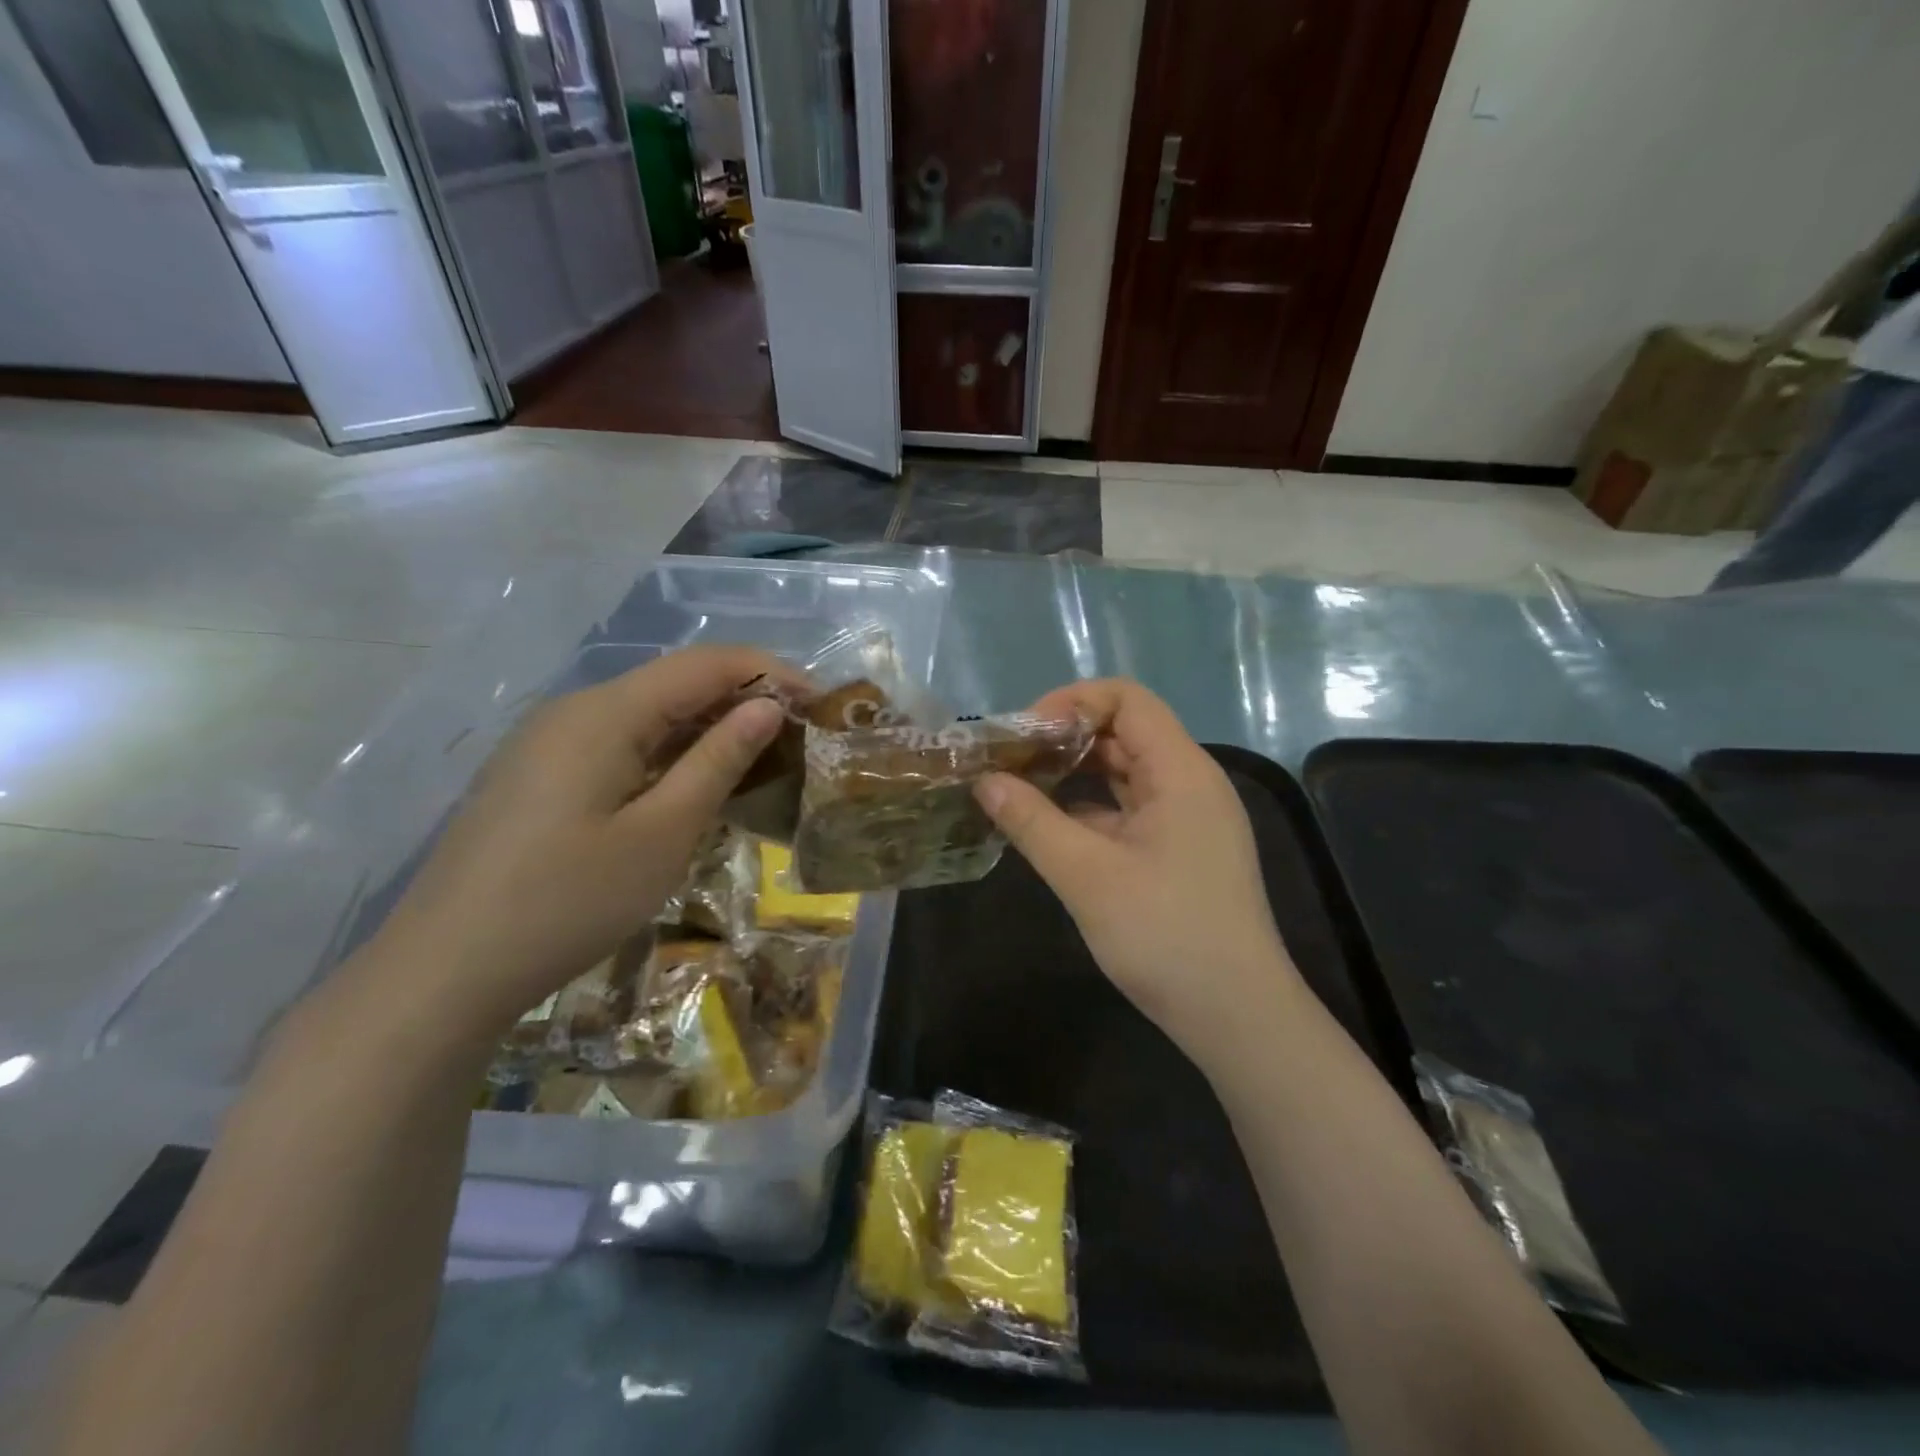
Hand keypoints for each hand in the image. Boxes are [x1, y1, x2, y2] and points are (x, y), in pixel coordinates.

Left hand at [371, 646, 796, 1038]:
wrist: (444, 971)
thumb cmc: (567, 902)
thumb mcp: (662, 833)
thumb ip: (718, 761)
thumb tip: (767, 707)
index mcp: (605, 712)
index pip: (705, 664)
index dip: (769, 672)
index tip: (820, 703)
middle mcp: (575, 710)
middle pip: (675, 682)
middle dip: (743, 699)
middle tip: (800, 737)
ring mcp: (551, 742)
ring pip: (649, 714)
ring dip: (709, 727)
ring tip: (763, 759)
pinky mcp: (541, 775)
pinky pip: (622, 744)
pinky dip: (671, 753)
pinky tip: (697, 784)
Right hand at [975, 679, 1297, 1068]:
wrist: (1237, 1017)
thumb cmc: (1165, 935)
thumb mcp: (1087, 876)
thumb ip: (1032, 821)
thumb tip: (985, 780)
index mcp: (1181, 772)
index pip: (1127, 700)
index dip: (1072, 702)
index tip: (1024, 734)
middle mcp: (1189, 784)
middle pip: (1125, 732)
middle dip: (1064, 737)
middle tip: (1009, 760)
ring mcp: (1187, 819)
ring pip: (1125, 773)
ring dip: (1074, 774)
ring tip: (1019, 786)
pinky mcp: (1179, 851)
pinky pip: (1129, 810)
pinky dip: (1089, 809)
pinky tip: (1049, 827)